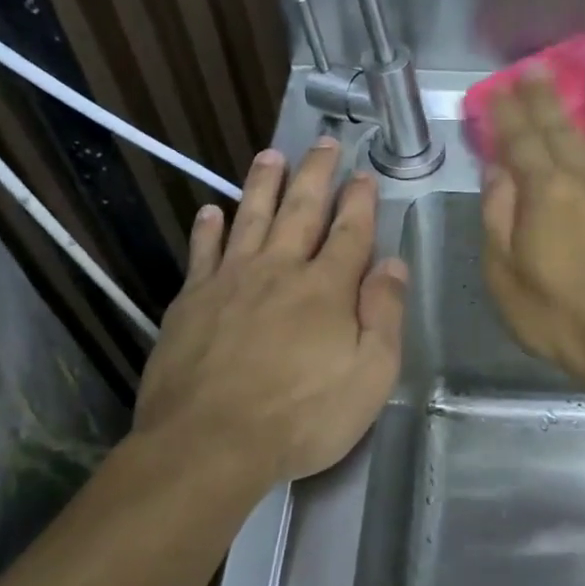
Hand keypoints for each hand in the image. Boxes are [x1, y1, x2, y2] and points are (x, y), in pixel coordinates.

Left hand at [135, 138, 408, 486]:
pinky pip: (202, 252)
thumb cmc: (302, 417)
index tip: (364, 173)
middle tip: (324, 142)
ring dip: (263, 184)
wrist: (210, 443)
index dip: (360, 201)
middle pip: (301, 210)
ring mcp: (230, 281)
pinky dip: (208, 228)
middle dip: (316, 174)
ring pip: (250, 218)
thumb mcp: (370, 376)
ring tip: (272, 156)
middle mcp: (279, 271)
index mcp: (327, 289)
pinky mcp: (191, 301)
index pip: (349, 232)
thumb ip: (384, 316)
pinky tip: (211, 210)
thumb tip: (393, 265)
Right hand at [481, 72, 584, 390]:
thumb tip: (497, 172)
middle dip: (547, 97)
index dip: (508, 113)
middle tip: (538, 68)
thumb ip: (498, 220)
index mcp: (545, 195)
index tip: (500, 88)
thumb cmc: (562, 319)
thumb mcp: (506, 279)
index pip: (521, 142)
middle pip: (564, 129)